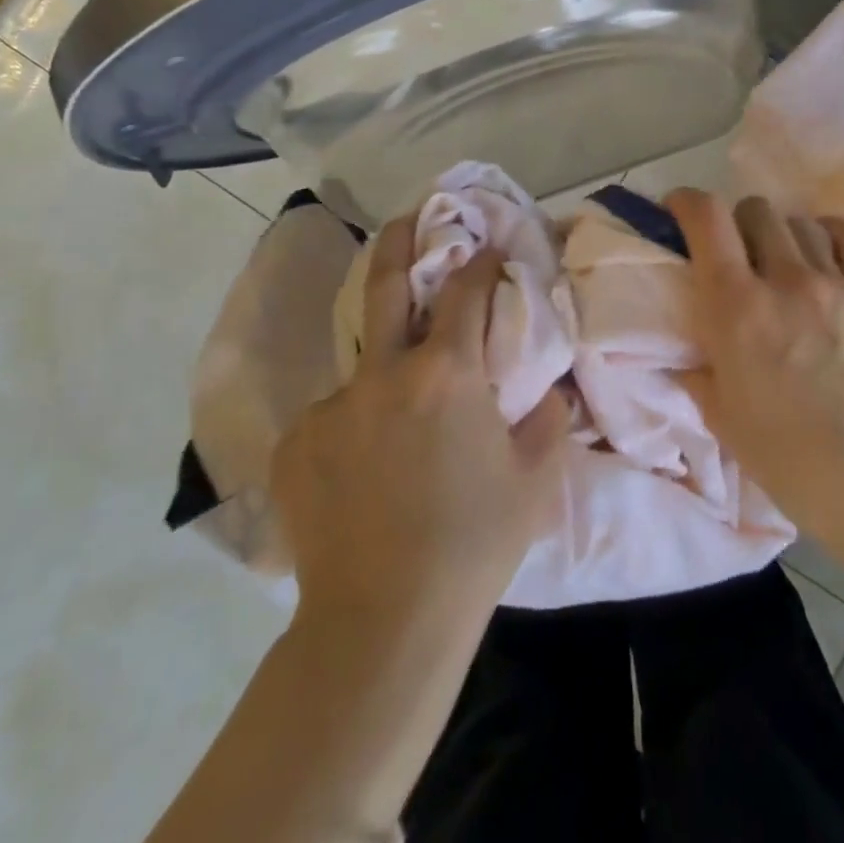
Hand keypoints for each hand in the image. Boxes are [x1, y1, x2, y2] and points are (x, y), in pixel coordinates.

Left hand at [270, 215, 567, 634]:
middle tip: (409, 219)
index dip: (481, 262)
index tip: (489, 251)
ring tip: (397, 402)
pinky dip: (355, 423)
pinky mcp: (295, 442)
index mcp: (446, 372)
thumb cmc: (473, 544)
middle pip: (386, 284)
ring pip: (360, 362)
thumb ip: (548, 417)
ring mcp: (332, 404)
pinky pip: (332, 414)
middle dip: (401, 241)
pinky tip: (364, 467)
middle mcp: (384, 373)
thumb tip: (546, 386)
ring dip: (383, 362)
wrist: (383, 623)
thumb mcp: (535, 479)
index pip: (465, 291)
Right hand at [667, 190, 843, 563]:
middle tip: (734, 256)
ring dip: (781, 234)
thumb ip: (697, 371)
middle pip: (756, 209)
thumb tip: (684, 351)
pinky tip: (825, 259)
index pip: (707, 219)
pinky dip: (831, 236)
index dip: (686, 202)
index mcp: (737, 309)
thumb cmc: (792, 461)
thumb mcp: (723, 418)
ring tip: (782, 263)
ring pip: (800, 220)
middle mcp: (786, 280)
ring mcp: (837, 283)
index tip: (678, 212)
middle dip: (736, 224)